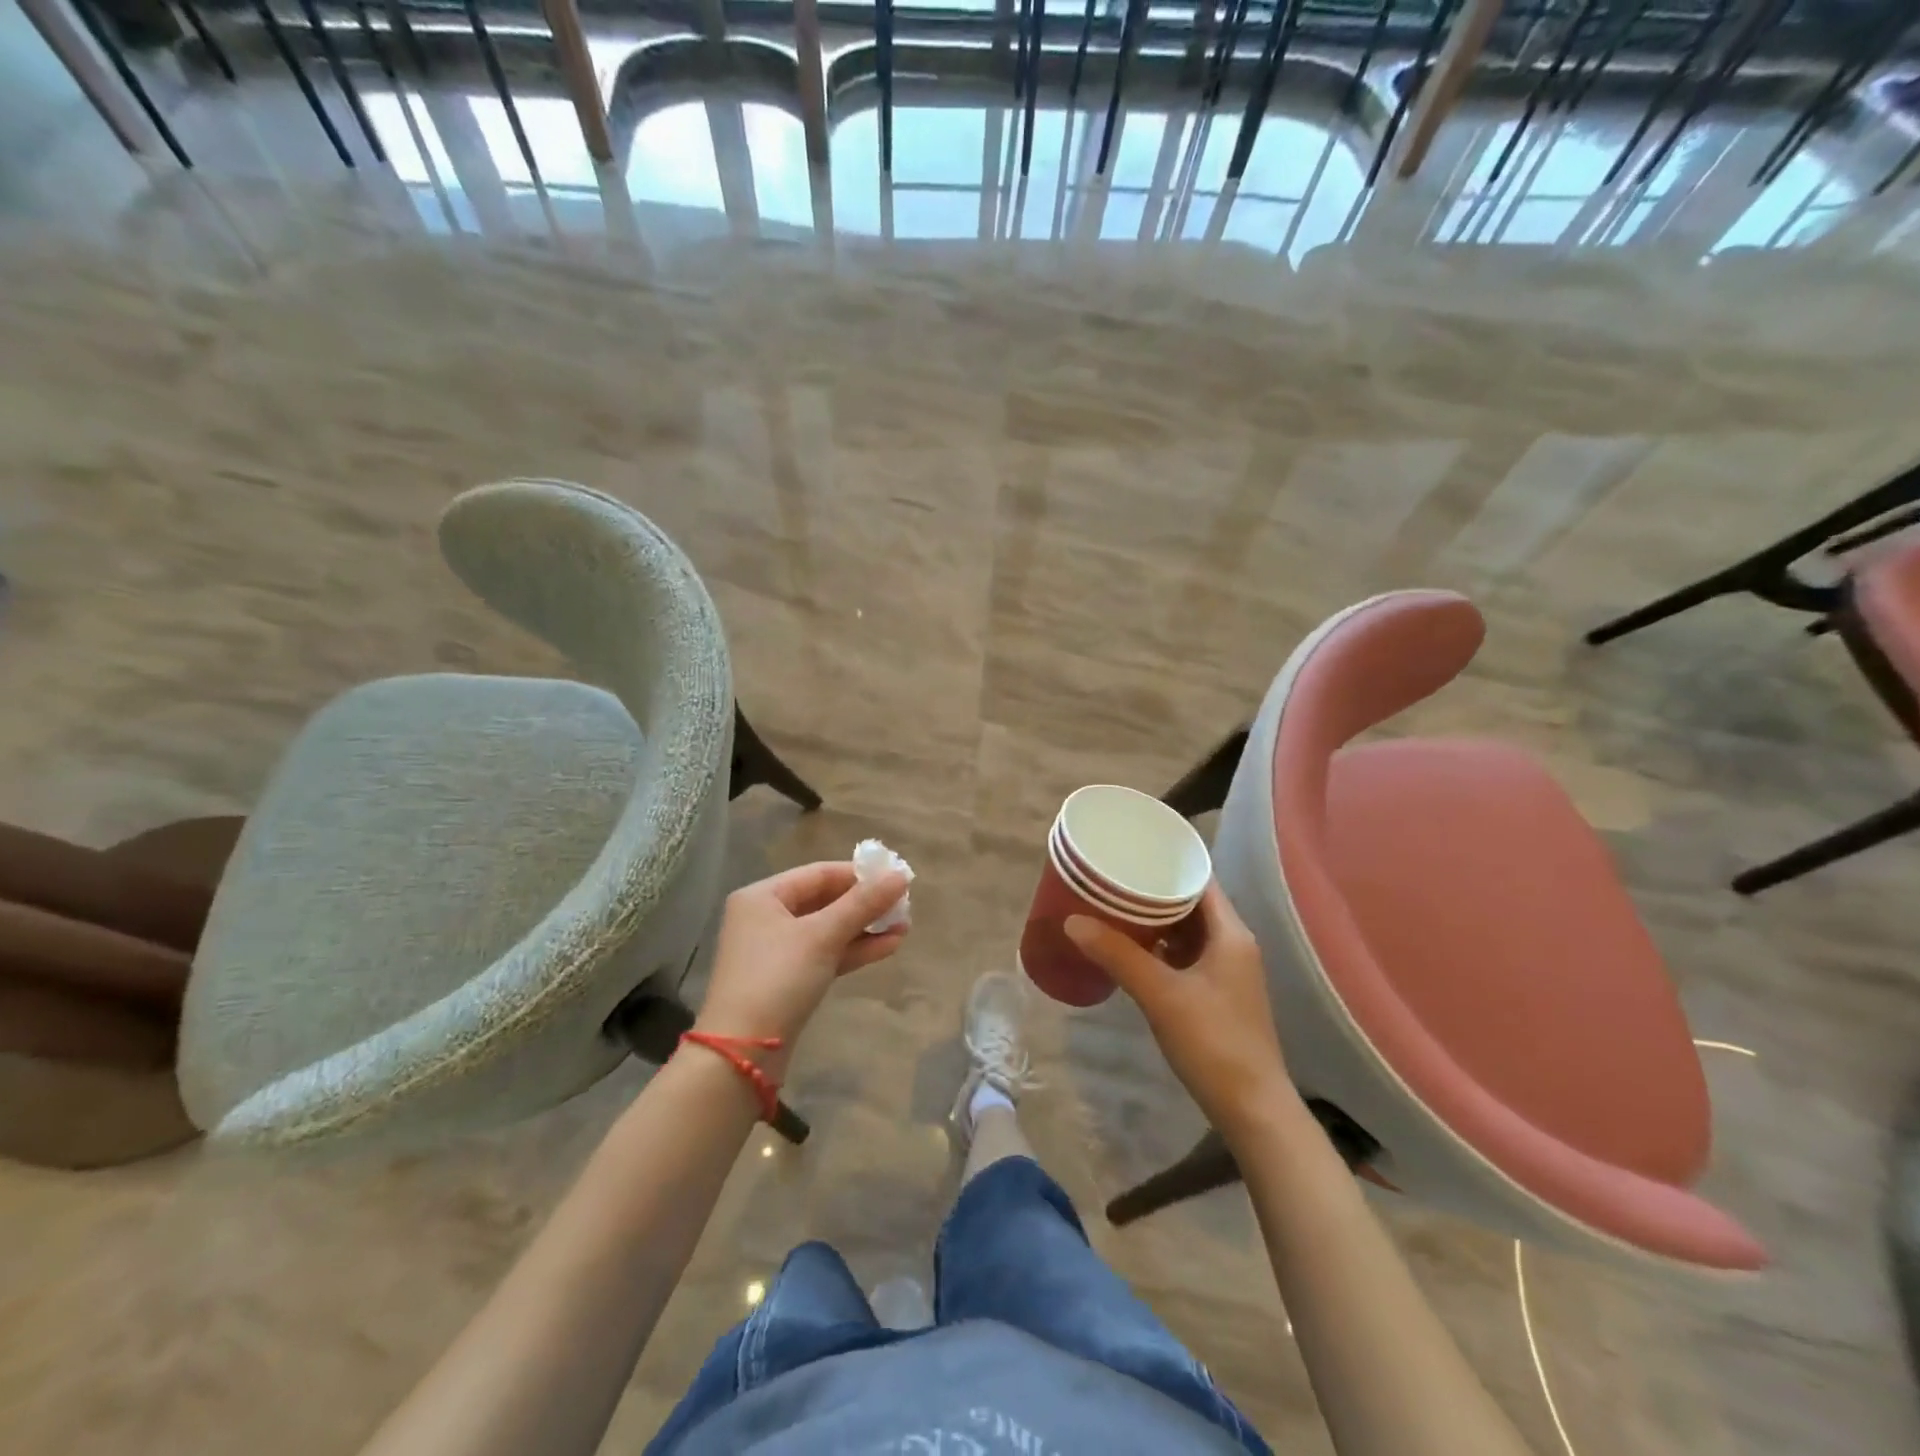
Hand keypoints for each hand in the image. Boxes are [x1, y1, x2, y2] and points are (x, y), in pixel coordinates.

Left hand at [694, 862, 908, 1077]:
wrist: (742, 1054)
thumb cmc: (777, 979)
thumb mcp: (822, 936)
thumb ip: (862, 904)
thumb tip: (901, 876)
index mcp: (762, 896)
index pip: (819, 873)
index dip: (859, 874)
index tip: (897, 878)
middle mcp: (765, 918)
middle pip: (824, 900)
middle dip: (865, 904)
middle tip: (905, 905)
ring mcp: (776, 951)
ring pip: (828, 930)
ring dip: (865, 928)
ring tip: (904, 927)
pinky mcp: (787, 980)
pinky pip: (825, 954)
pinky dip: (853, 950)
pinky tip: (888, 947)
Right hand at [1065, 884, 1294, 1141]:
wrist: (1252, 1108)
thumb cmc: (1213, 1042)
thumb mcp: (1160, 994)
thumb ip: (1117, 955)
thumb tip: (1072, 921)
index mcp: (1230, 933)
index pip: (1199, 880)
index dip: (1168, 862)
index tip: (1131, 850)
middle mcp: (1233, 944)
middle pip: (1191, 903)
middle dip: (1152, 890)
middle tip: (1111, 879)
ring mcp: (1226, 971)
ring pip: (1186, 930)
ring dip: (1154, 920)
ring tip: (1112, 907)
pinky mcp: (1216, 994)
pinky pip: (1184, 955)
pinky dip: (1159, 946)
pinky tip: (1129, 949)